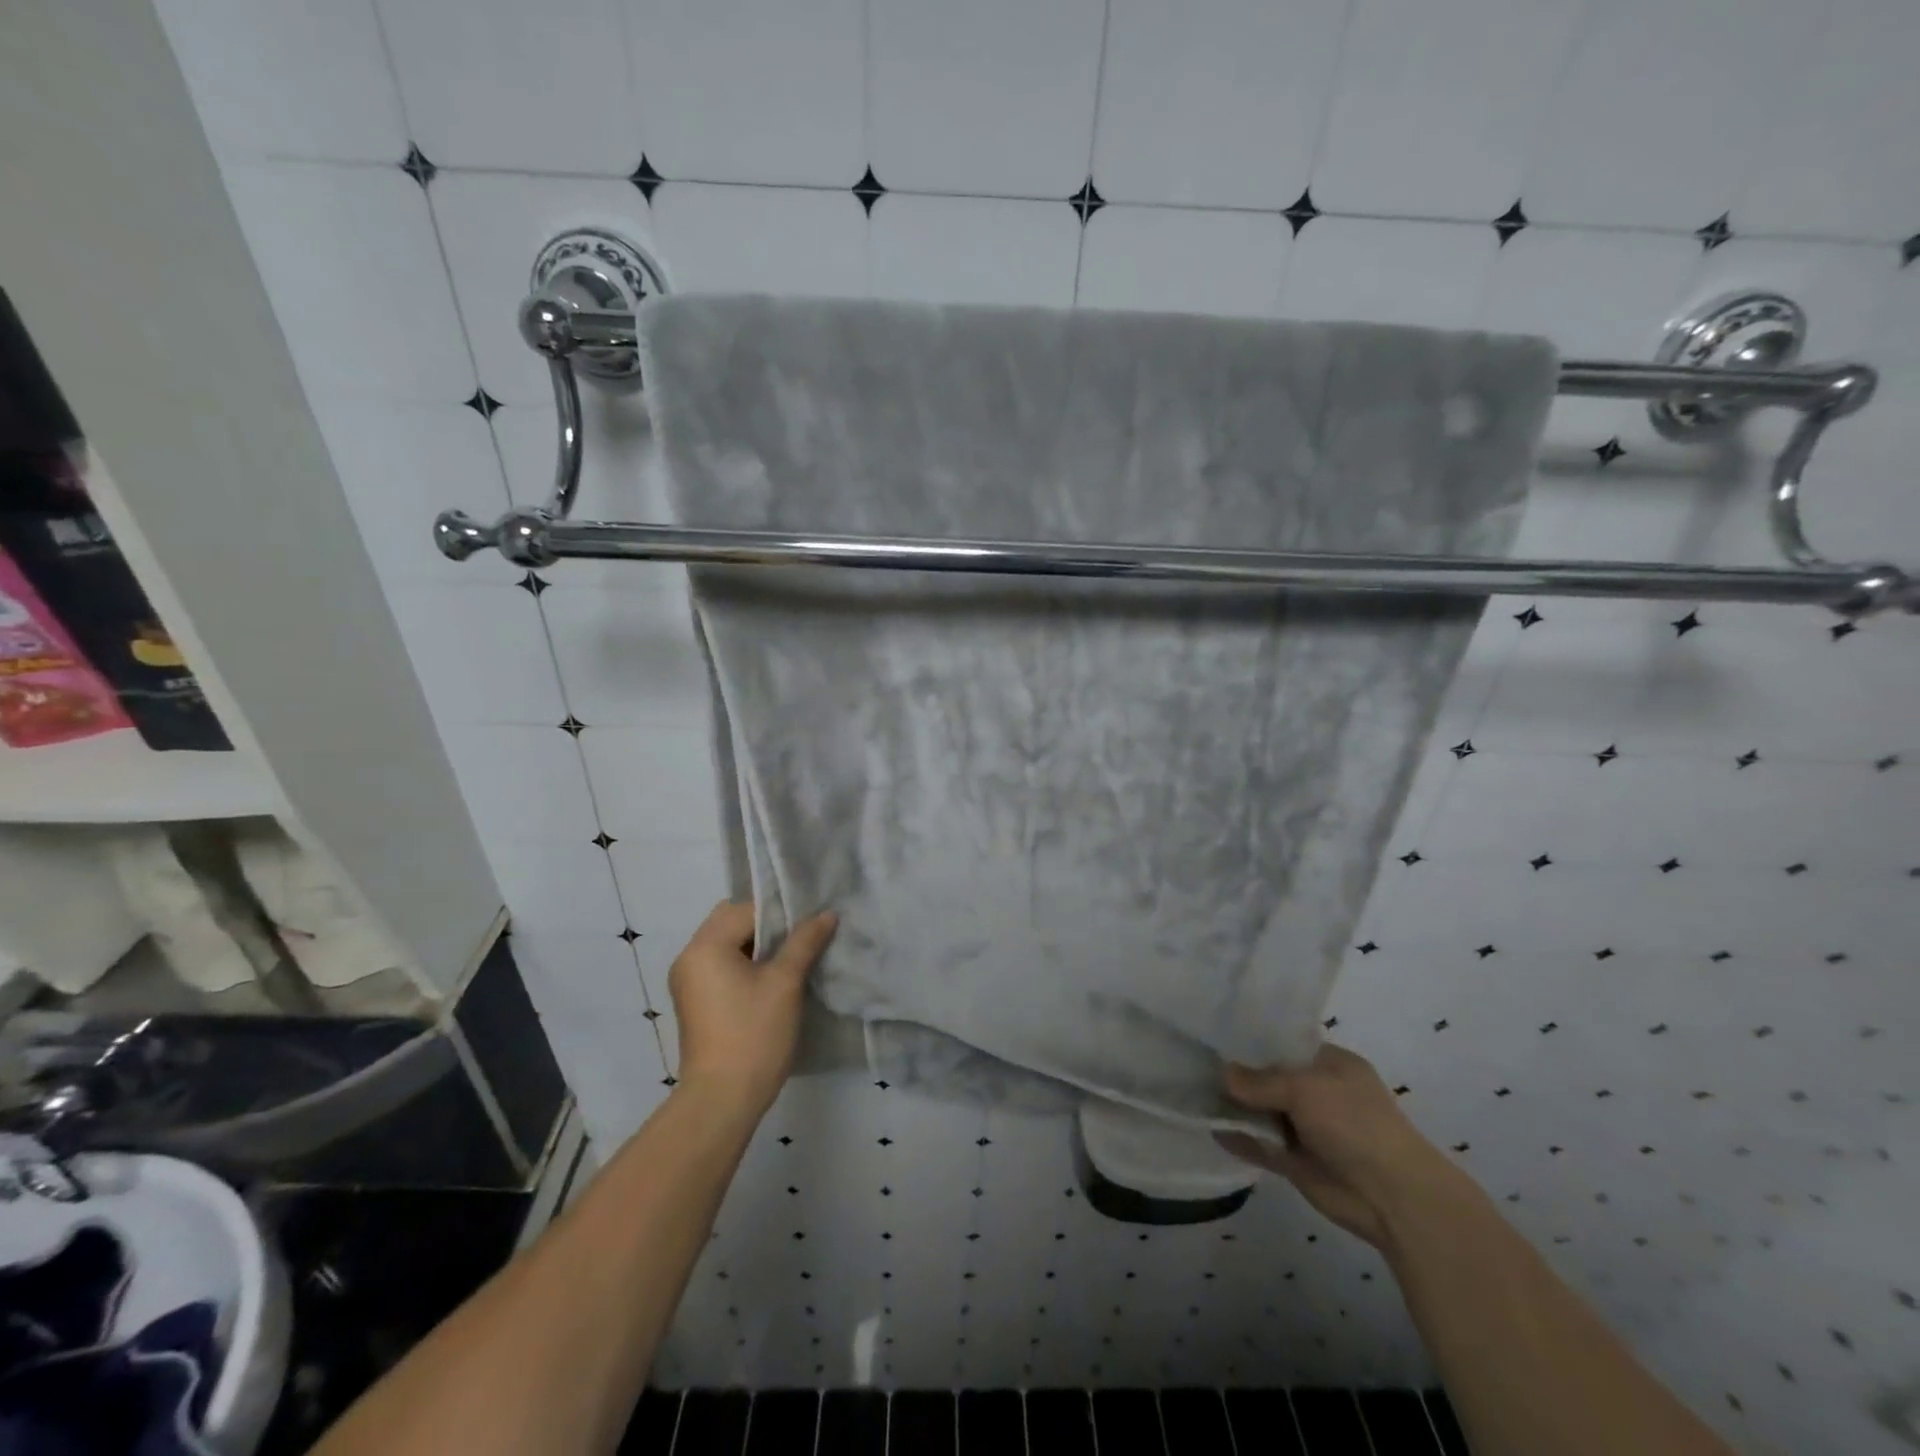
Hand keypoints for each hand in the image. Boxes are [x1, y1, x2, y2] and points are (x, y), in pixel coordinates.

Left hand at [668, 902, 837, 1115]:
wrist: (722, 1100)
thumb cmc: (754, 1034)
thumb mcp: (785, 983)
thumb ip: (805, 942)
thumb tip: (827, 914)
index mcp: (705, 946)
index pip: (747, 908)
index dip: (781, 911)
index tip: (811, 919)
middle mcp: (689, 956)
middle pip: (731, 920)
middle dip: (768, 924)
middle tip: (803, 934)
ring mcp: (688, 980)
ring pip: (727, 943)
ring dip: (758, 943)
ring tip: (794, 954)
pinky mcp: (695, 1000)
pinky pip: (721, 964)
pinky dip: (745, 962)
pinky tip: (773, 976)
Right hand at [1215, 1042, 1459, 1250]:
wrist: (1392, 1198)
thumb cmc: (1355, 1124)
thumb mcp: (1305, 1088)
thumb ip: (1260, 1081)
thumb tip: (1222, 1075)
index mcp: (1331, 1064)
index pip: (1285, 1044)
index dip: (1253, 1040)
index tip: (1217, 1036)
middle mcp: (1318, 1092)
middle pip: (1269, 1078)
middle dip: (1238, 1074)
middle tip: (1196, 1062)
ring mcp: (1307, 1129)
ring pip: (1263, 1112)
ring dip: (1235, 1107)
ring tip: (1194, 1093)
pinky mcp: (1297, 1162)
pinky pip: (1261, 1145)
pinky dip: (1240, 1139)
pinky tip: (1211, 1130)